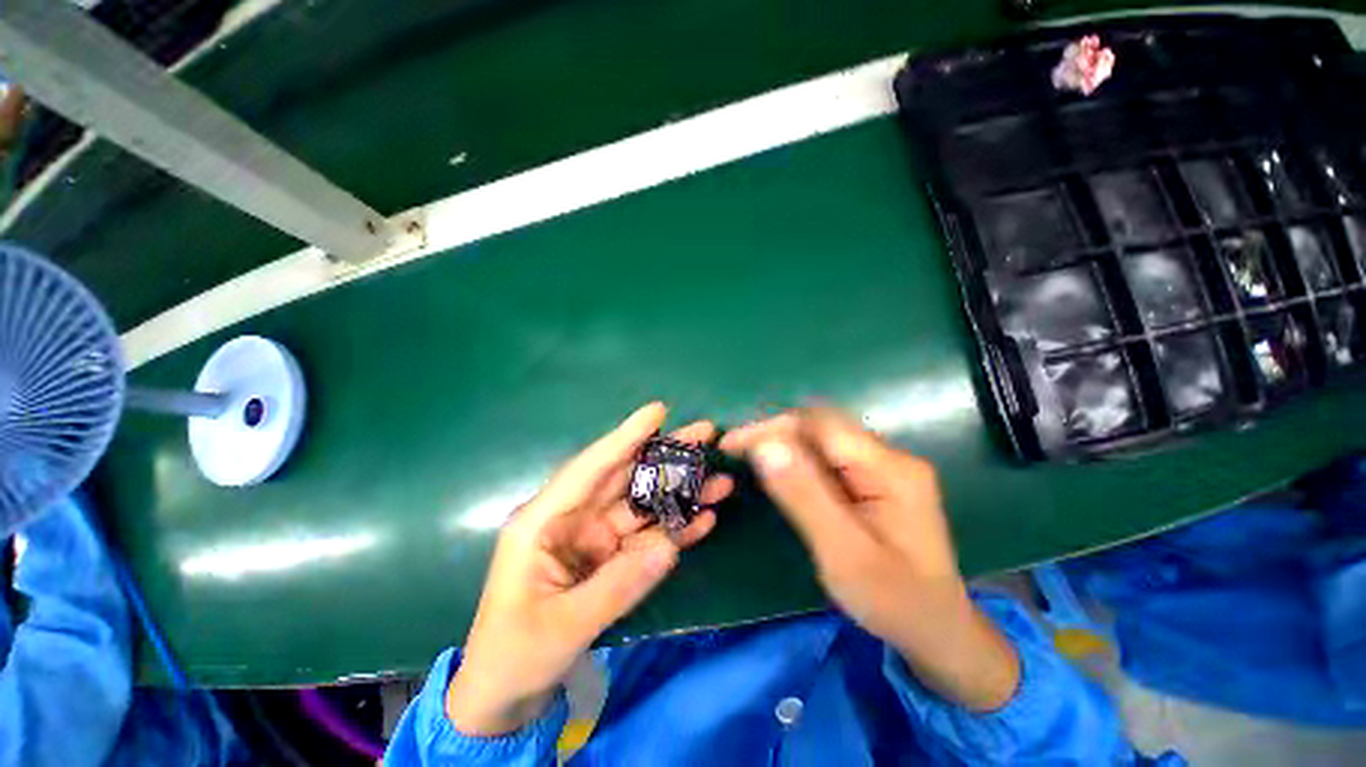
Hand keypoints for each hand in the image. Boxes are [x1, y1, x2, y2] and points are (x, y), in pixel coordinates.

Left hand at [446, 403, 733, 734]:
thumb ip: (616, 585)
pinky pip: (648, 537)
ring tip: (720, 479)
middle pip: (626, 477)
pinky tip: (705, 518)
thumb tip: (668, 546)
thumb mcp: (561, 626)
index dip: (625, 437)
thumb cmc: (515, 655)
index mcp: (544, 521)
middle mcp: (573, 519)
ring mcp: (595, 538)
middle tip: (705, 434)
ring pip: (644, 504)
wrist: (506, 696)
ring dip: (681, 491)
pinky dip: (675, 528)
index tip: (658, 411)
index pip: (591, 468)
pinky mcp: (611, 558)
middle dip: (666, 455)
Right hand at [720, 407, 1018, 710]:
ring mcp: (885, 466)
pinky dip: (797, 458)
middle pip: (821, 425)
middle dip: (774, 432)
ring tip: (749, 457)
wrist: (937, 631)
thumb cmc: (893, 601)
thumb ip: (804, 495)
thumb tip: (764, 446)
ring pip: (822, 438)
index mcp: (890, 469)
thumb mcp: (843, 553)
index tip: (731, 444)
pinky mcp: (876, 479)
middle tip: (735, 451)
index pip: (819, 425)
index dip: (771, 427)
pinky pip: (829, 456)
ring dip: (783, 443)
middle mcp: (890, 456)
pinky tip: (780, 471)